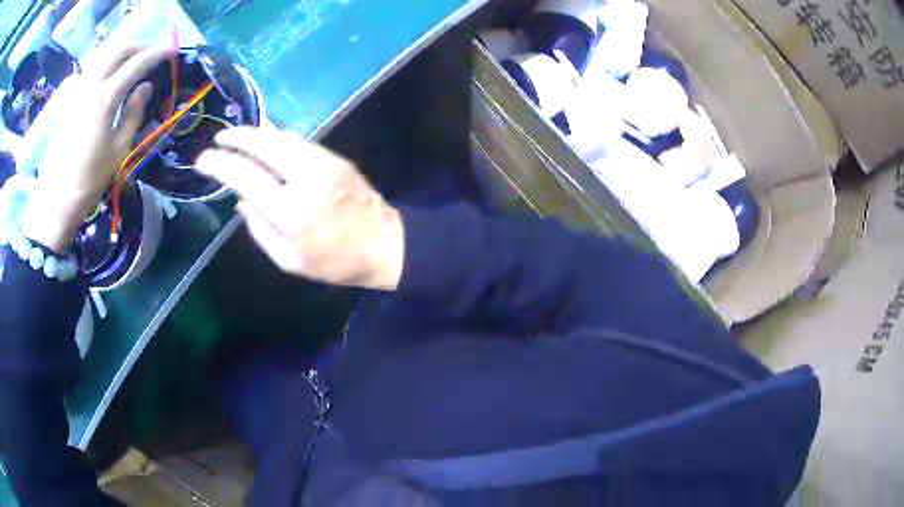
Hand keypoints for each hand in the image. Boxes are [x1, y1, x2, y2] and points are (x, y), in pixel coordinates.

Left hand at [21, 45, 170, 252]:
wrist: (55, 200)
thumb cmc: (89, 181)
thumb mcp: (118, 151)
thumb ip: (134, 113)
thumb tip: (145, 87)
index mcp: (105, 98)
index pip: (136, 63)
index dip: (156, 54)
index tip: (170, 52)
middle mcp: (91, 85)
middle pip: (118, 49)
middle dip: (138, 47)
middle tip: (150, 55)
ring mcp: (77, 91)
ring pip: (103, 55)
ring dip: (120, 53)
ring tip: (130, 62)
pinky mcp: (69, 101)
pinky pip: (91, 70)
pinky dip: (105, 64)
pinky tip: (108, 77)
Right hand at [196, 127, 404, 290]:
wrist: (384, 243)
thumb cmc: (334, 261)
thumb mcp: (288, 259)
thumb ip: (259, 229)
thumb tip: (241, 200)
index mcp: (290, 211)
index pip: (245, 177)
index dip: (220, 165)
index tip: (203, 160)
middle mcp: (306, 178)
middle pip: (264, 145)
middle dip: (237, 137)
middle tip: (219, 138)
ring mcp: (324, 163)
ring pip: (283, 138)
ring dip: (257, 134)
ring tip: (238, 138)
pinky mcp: (336, 158)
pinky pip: (300, 142)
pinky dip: (278, 139)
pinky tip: (266, 142)